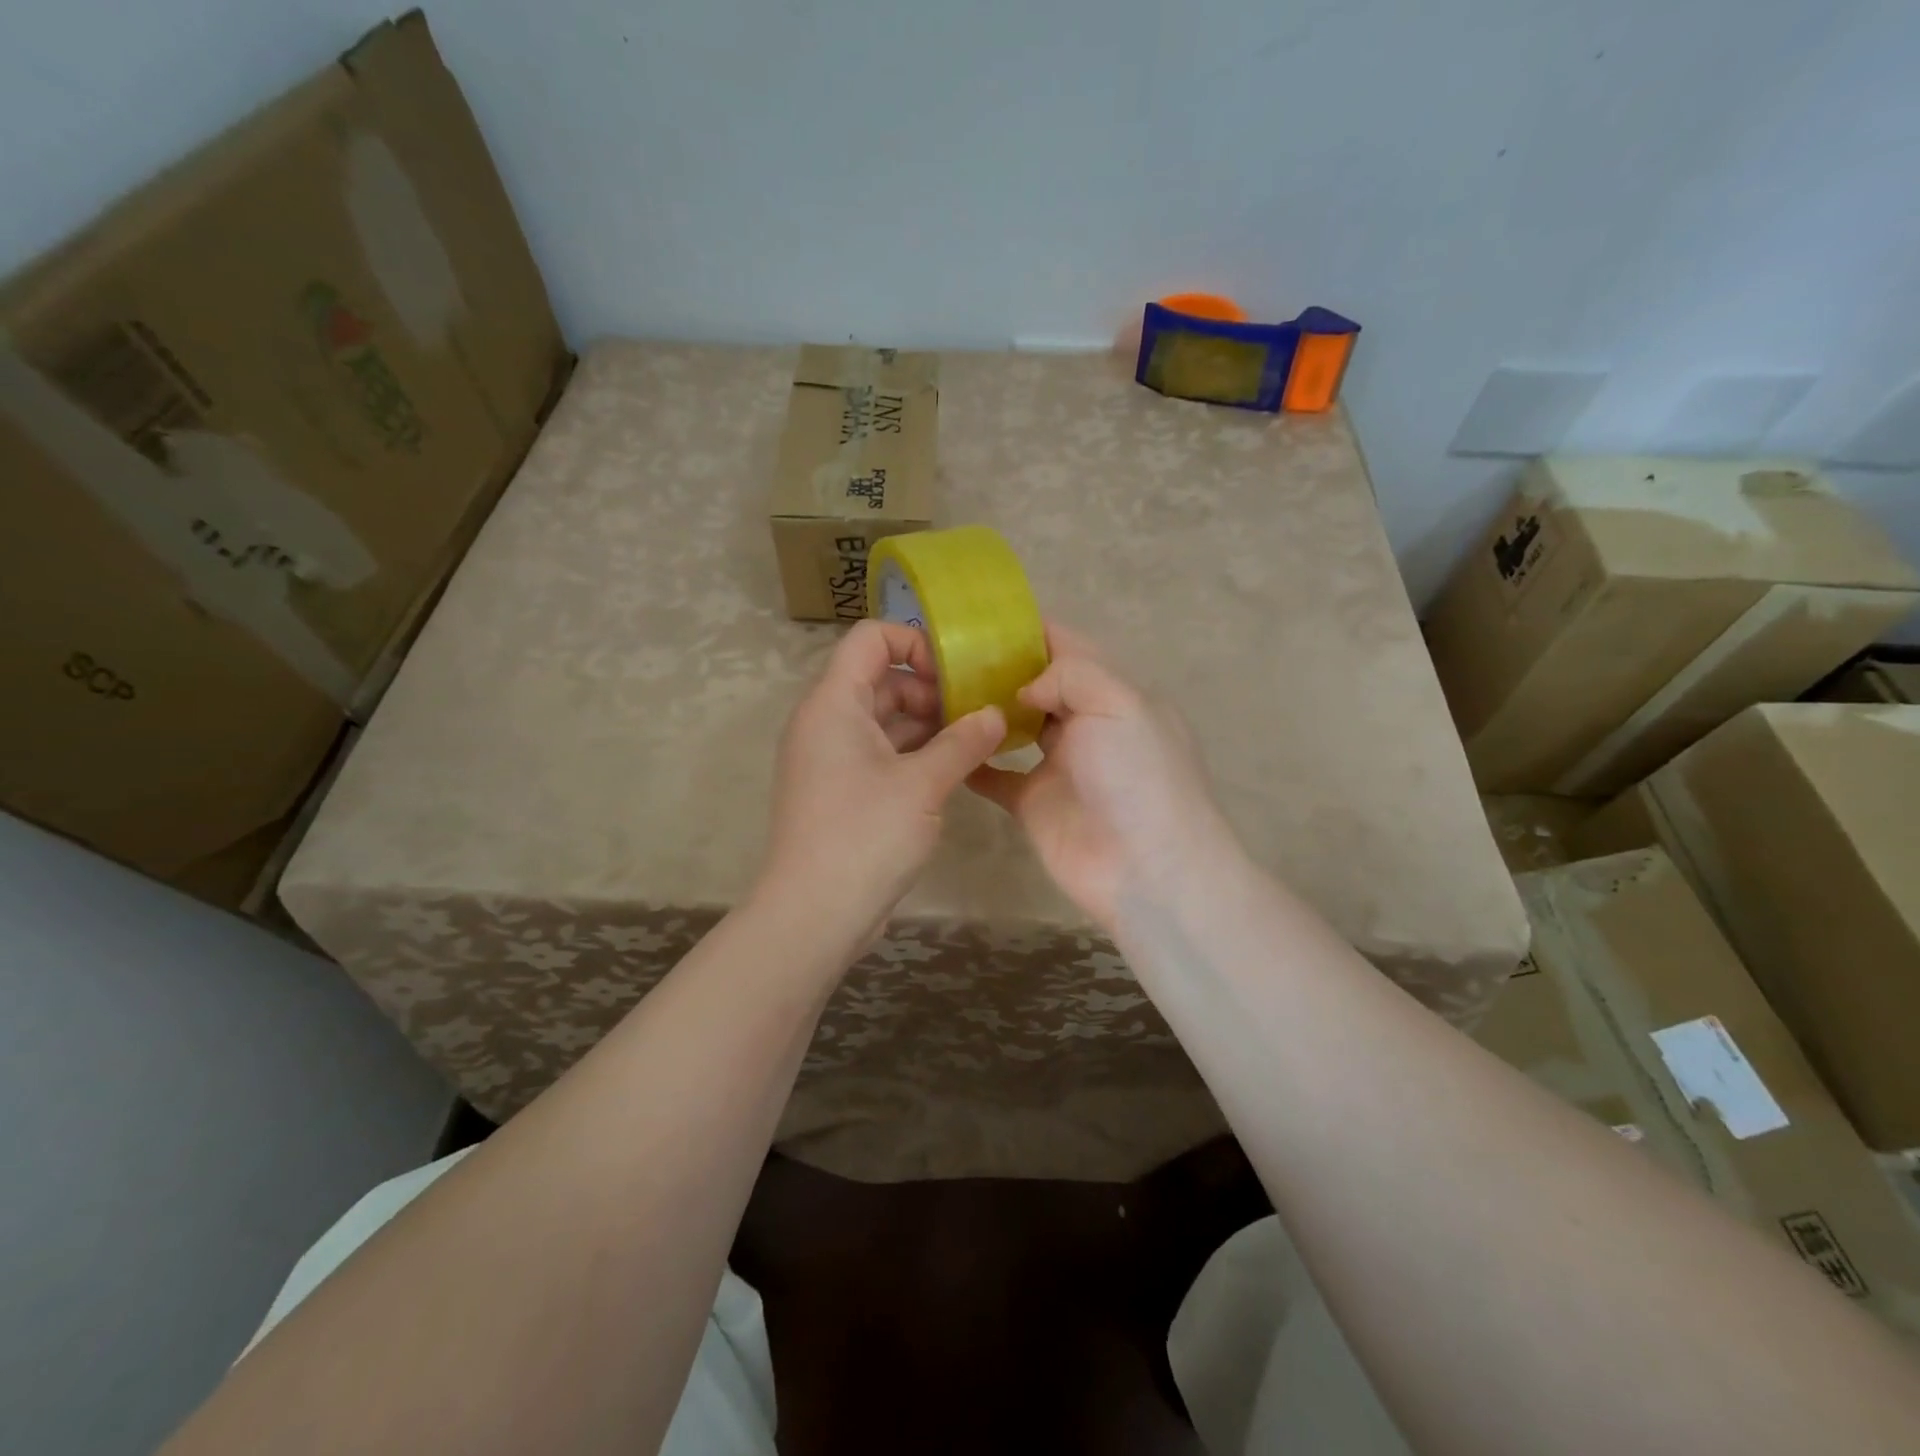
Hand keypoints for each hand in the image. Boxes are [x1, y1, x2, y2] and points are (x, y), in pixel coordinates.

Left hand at [758, 619, 1004, 941]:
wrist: (813, 914)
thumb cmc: (864, 836)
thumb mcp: (922, 785)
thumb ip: (963, 742)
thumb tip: (996, 714)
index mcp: (834, 703)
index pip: (871, 638)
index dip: (915, 642)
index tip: (956, 674)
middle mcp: (827, 721)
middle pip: (882, 679)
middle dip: (931, 689)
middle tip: (978, 712)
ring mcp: (832, 758)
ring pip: (885, 719)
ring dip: (928, 724)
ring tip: (976, 740)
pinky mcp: (842, 790)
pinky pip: (881, 753)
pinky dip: (915, 754)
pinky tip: (954, 768)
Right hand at [967, 624, 1240, 932]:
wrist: (1147, 869)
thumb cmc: (1139, 777)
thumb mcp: (1119, 704)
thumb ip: (1071, 675)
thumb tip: (1023, 687)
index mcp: (1112, 693)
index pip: (1068, 647)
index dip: (1029, 629)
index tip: (979, 618)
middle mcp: (1084, 723)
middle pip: (1036, 685)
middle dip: (997, 668)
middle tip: (944, 654)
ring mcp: (1057, 764)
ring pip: (1013, 726)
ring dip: (983, 710)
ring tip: (934, 689)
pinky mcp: (1032, 801)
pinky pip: (995, 775)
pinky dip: (973, 761)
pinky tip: (942, 742)